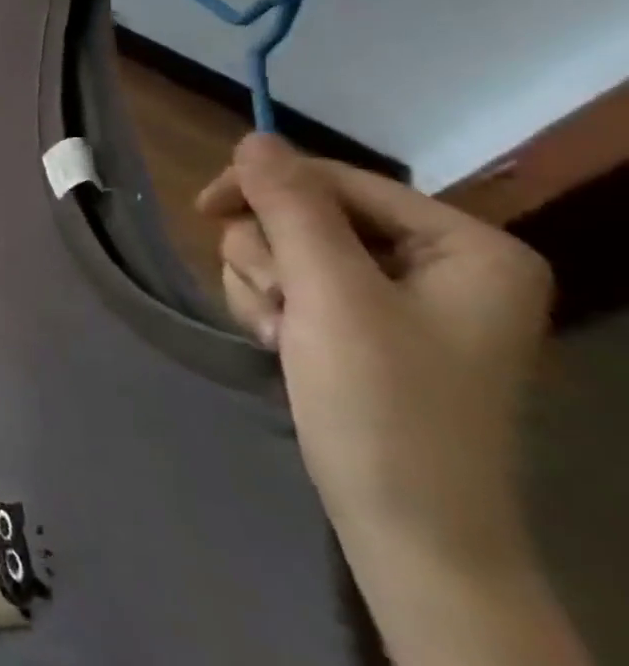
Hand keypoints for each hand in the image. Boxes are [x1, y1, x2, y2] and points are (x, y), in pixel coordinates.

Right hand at [196, 135, 552, 577]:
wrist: (408, 529)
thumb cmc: (384, 407)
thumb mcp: (331, 296)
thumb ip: (292, 209)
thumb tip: (255, 136)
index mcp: (465, 246)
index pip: (338, 181)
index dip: (266, 188)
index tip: (201, 210)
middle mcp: (440, 263)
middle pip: (307, 215)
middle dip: (271, 258)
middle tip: (278, 307)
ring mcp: (401, 298)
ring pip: (288, 250)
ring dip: (264, 287)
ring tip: (281, 337)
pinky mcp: (365, 327)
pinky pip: (292, 285)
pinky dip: (271, 309)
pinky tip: (282, 347)